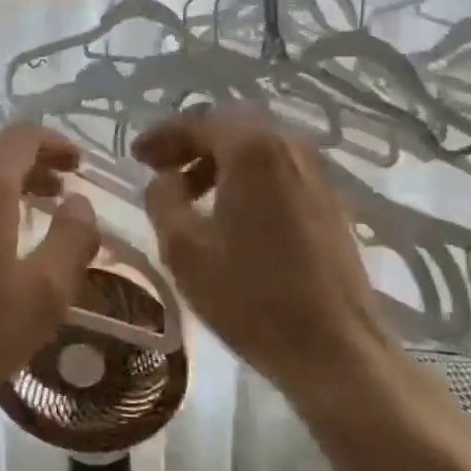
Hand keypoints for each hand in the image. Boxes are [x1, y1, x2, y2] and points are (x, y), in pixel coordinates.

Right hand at [134, 107, 386, 398]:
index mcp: (253, 149)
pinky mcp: (331, 202)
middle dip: (191, 143)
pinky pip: (279, 171)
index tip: (135, 156)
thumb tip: (164, 179)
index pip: (199, 122)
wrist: (334, 348)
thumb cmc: (250, 296)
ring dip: (219, 161)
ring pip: (258, 149)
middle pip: (232, 128)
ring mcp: (317, 174)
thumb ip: (162, 200)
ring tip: (189, 194)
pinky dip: (247, 177)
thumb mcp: (184, 248)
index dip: (162, 135)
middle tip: (158, 168)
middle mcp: (290, 147)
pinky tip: (230, 212)